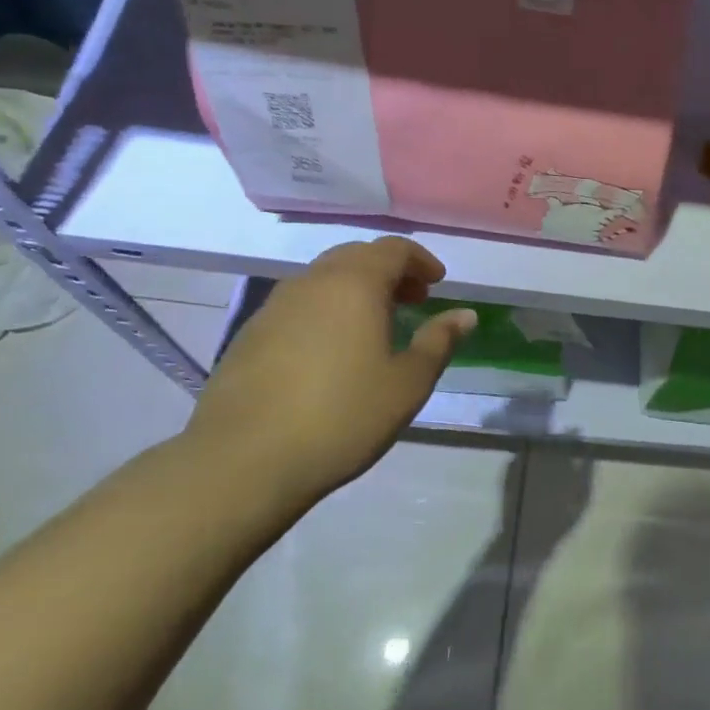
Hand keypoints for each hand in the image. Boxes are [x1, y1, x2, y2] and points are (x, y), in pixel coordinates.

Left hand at [183, 237, 476, 509]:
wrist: (243, 460)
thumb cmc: (342, 416)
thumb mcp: (407, 383)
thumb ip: (439, 342)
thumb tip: (465, 314)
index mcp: (354, 284)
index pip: (393, 249)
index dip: (420, 261)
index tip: (437, 284)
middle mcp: (312, 282)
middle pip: (356, 256)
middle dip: (389, 271)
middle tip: (412, 302)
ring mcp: (274, 306)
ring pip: (324, 279)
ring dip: (356, 289)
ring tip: (375, 326)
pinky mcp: (250, 334)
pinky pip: (299, 305)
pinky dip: (326, 310)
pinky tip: (332, 351)